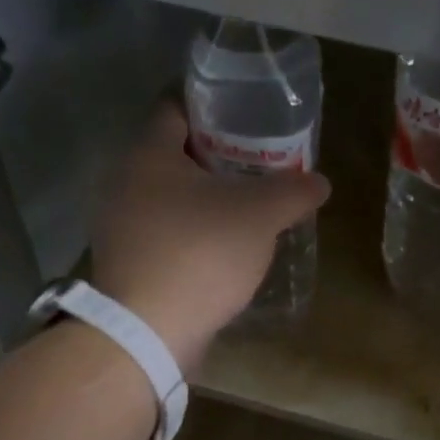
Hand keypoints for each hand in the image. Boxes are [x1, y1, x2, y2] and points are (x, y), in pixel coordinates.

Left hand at [90, 101, 329, 371]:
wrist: (148, 331)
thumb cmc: (201, 254)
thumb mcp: (259, 216)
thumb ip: (293, 192)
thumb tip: (320, 182)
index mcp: (149, 154)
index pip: (177, 108)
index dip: (215, 110)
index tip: (249, 121)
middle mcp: (124, 183)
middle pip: (174, 157)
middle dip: (215, 160)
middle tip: (257, 169)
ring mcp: (120, 228)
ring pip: (168, 200)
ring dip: (203, 203)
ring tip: (245, 213)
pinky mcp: (126, 266)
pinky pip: (163, 237)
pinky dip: (190, 237)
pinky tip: (221, 254)